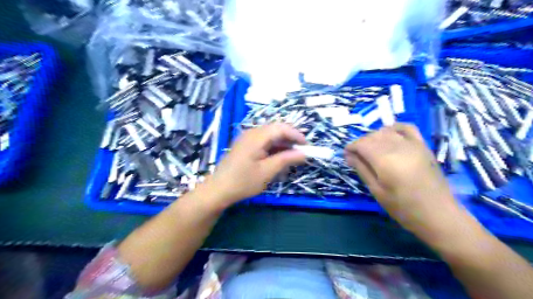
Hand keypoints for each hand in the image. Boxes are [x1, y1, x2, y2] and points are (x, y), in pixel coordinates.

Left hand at [205, 123, 305, 207]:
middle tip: (300, 152)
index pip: (281, 128)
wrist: (218, 189)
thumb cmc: (243, 182)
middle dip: (290, 139)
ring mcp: (247, 138)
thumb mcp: (267, 172)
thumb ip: (286, 159)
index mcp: (256, 137)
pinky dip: (273, 148)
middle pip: (276, 130)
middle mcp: (251, 133)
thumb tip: (304, 153)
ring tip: (291, 157)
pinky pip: (263, 142)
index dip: (296, 134)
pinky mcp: (245, 145)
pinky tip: (278, 159)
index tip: (307, 146)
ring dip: (282, 144)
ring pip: (270, 136)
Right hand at [344, 123, 460, 232]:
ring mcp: (413, 144)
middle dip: (361, 143)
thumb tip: (348, 155)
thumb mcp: (376, 190)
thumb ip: (362, 169)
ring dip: (374, 137)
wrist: (437, 214)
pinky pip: (407, 128)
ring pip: (386, 131)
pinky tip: (389, 135)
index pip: (362, 144)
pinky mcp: (423, 146)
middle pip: (372, 136)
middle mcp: (398, 147)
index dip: (351, 147)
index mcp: (384, 160)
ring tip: (371, 149)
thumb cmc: (402, 207)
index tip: (346, 155)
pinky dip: (394, 128)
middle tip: (356, 156)